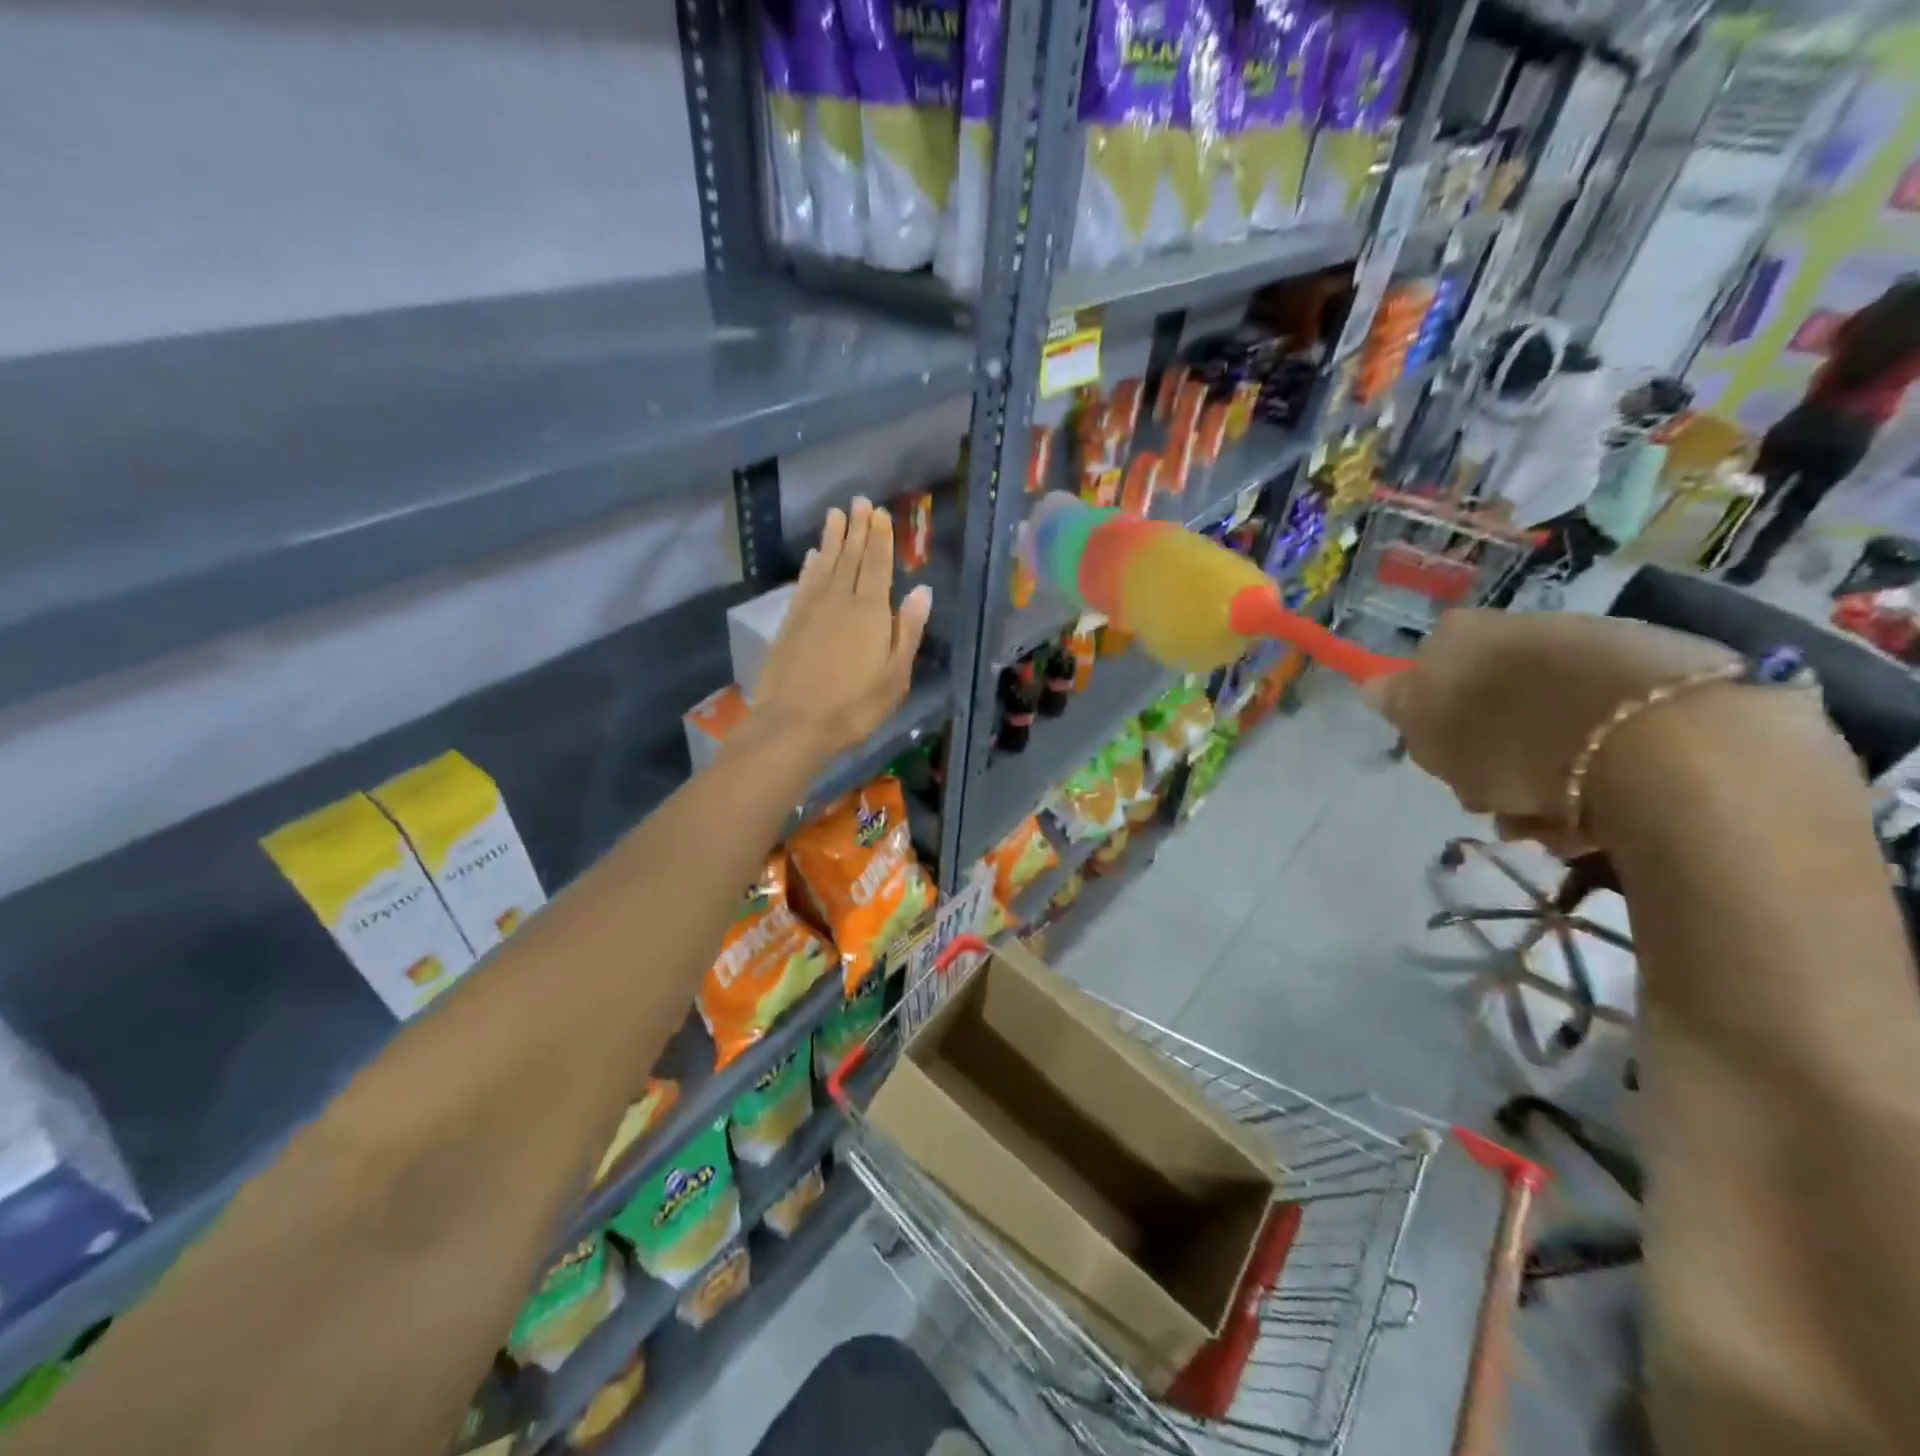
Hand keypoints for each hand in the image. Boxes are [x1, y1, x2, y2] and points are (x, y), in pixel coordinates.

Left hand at [752, 498, 931, 757]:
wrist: (794, 722)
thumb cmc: (854, 705)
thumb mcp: (895, 675)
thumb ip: (907, 631)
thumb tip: (922, 591)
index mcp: (870, 612)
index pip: (878, 566)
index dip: (881, 539)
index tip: (881, 513)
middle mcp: (840, 600)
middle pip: (851, 557)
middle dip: (858, 528)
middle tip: (860, 501)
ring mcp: (812, 609)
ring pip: (825, 564)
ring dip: (832, 538)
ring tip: (836, 514)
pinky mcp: (791, 622)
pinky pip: (804, 583)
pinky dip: (810, 566)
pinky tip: (812, 556)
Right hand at [1366, 609, 1735, 850]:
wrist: (1659, 743)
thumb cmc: (1512, 738)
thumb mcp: (1428, 730)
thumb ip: (1397, 703)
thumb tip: (1375, 684)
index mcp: (1461, 634)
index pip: (1428, 669)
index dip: (1431, 717)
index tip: (1442, 757)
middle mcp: (1527, 627)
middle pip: (1492, 701)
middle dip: (1489, 754)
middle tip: (1492, 798)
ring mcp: (1599, 649)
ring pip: (1548, 722)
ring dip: (1541, 777)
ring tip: (1551, 824)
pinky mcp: (1666, 682)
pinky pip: (1608, 733)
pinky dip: (1598, 775)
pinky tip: (1600, 815)